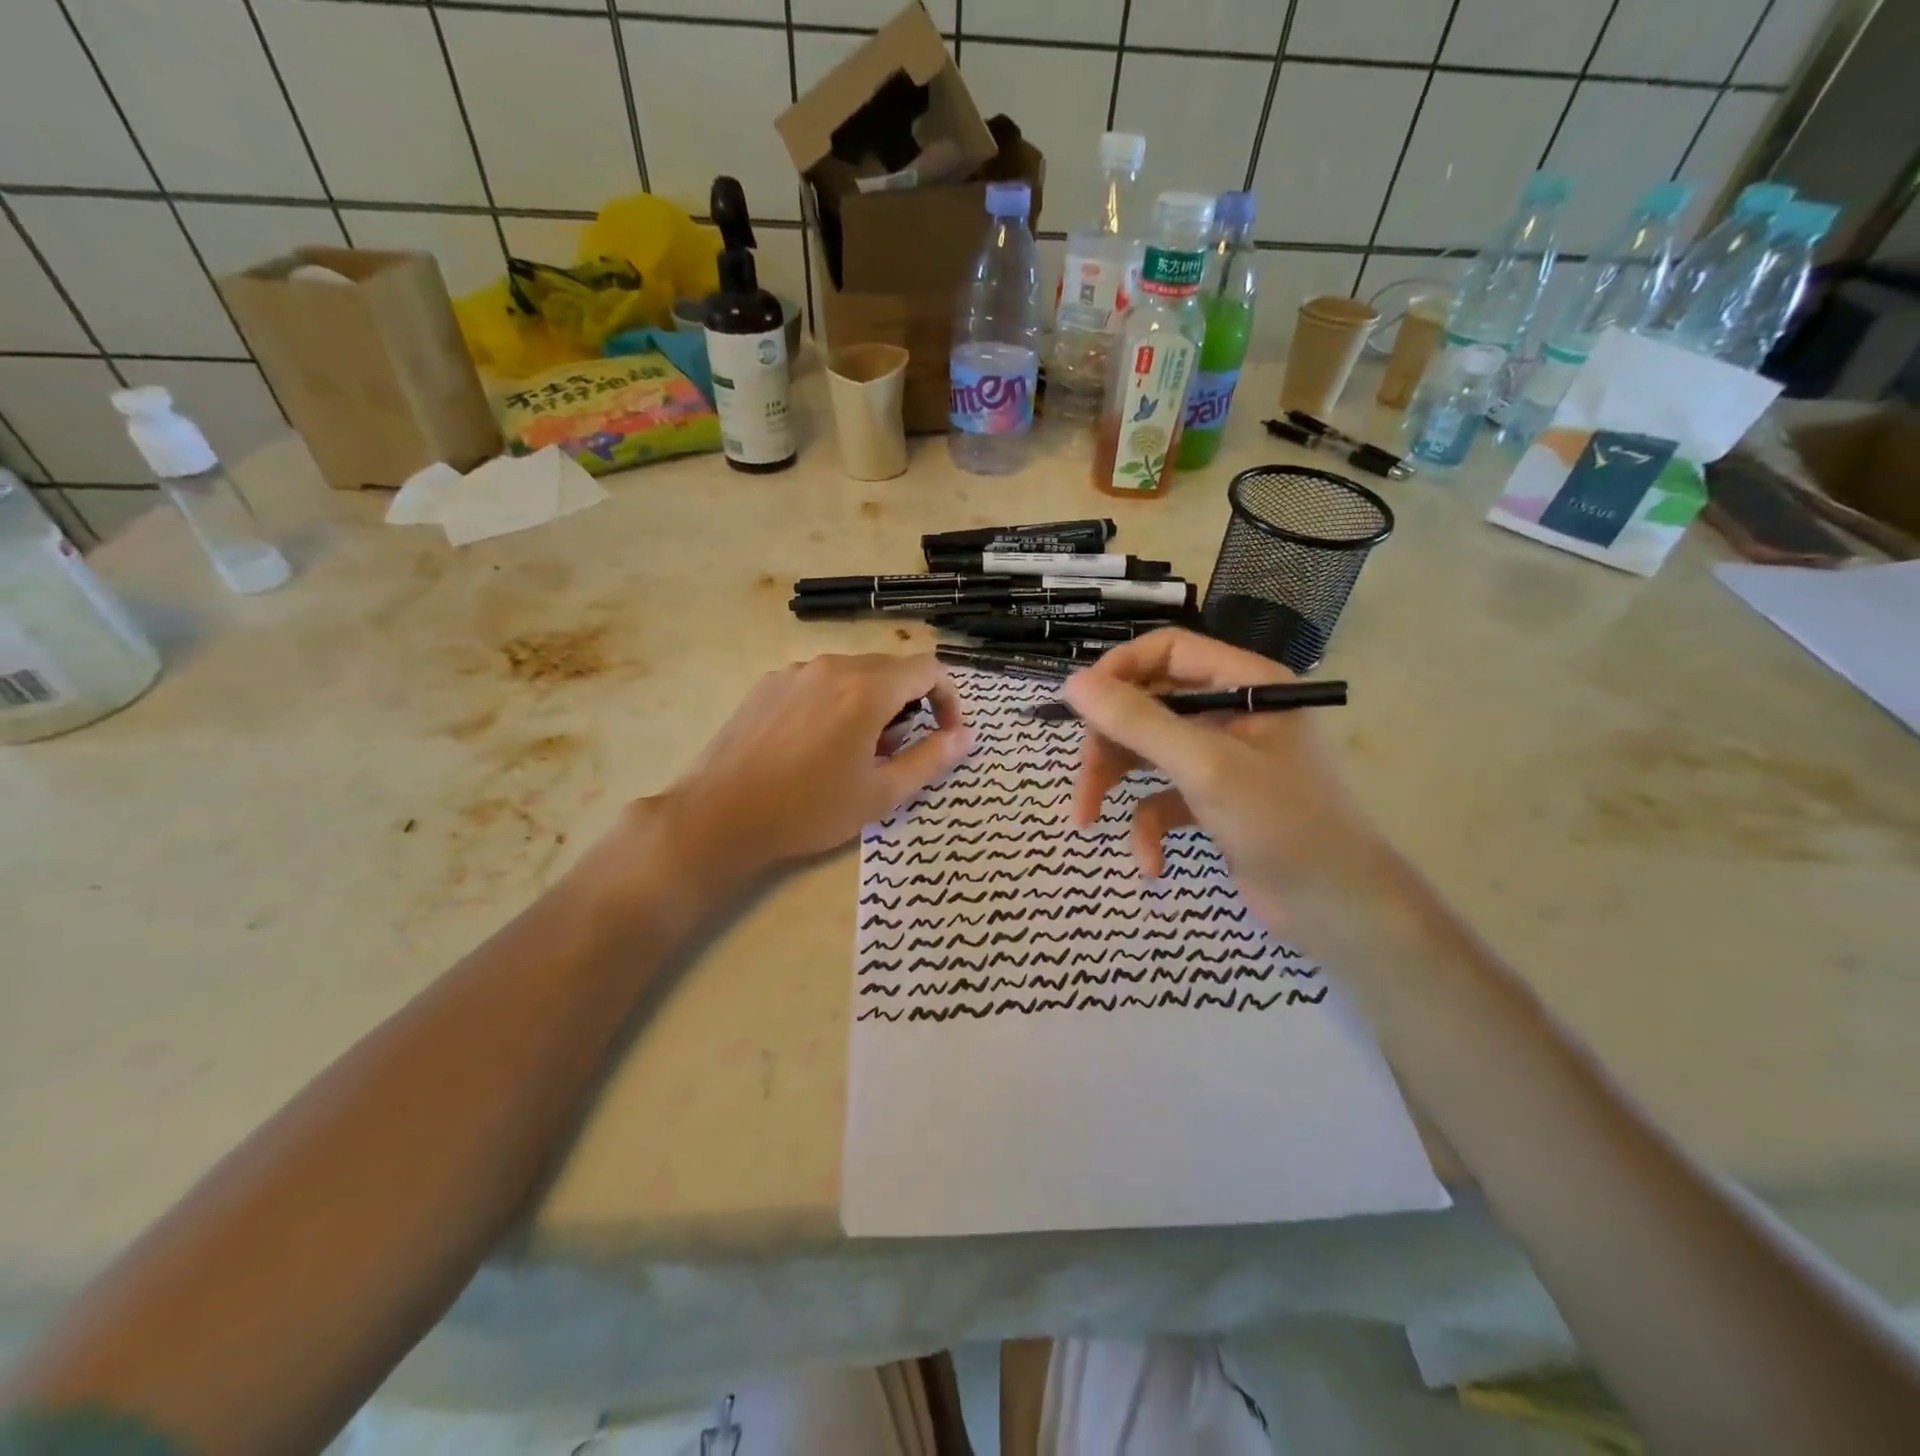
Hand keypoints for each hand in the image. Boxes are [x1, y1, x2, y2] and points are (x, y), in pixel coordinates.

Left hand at [653, 654, 971, 886]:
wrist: (720, 815)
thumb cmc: (809, 809)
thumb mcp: (881, 794)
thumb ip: (932, 758)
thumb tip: (967, 735)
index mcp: (867, 689)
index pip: (927, 669)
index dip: (948, 698)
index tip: (945, 732)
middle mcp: (833, 667)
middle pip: (890, 670)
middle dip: (908, 705)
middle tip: (895, 752)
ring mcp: (796, 672)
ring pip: (853, 675)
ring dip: (871, 704)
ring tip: (853, 752)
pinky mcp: (768, 685)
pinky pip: (819, 682)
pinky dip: (836, 703)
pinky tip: (815, 745)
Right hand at [1064, 629, 1391, 943]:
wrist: (1340, 911)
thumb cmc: (1283, 824)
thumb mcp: (1204, 767)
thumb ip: (1138, 722)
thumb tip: (1073, 684)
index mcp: (1246, 683)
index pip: (1167, 651)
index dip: (1118, 672)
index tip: (1080, 707)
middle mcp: (1234, 712)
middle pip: (1149, 704)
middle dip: (1110, 742)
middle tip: (1086, 777)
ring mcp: (1224, 759)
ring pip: (1148, 752)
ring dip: (1116, 784)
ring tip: (1089, 820)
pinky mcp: (1215, 802)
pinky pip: (1164, 799)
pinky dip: (1150, 828)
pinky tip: (1152, 863)